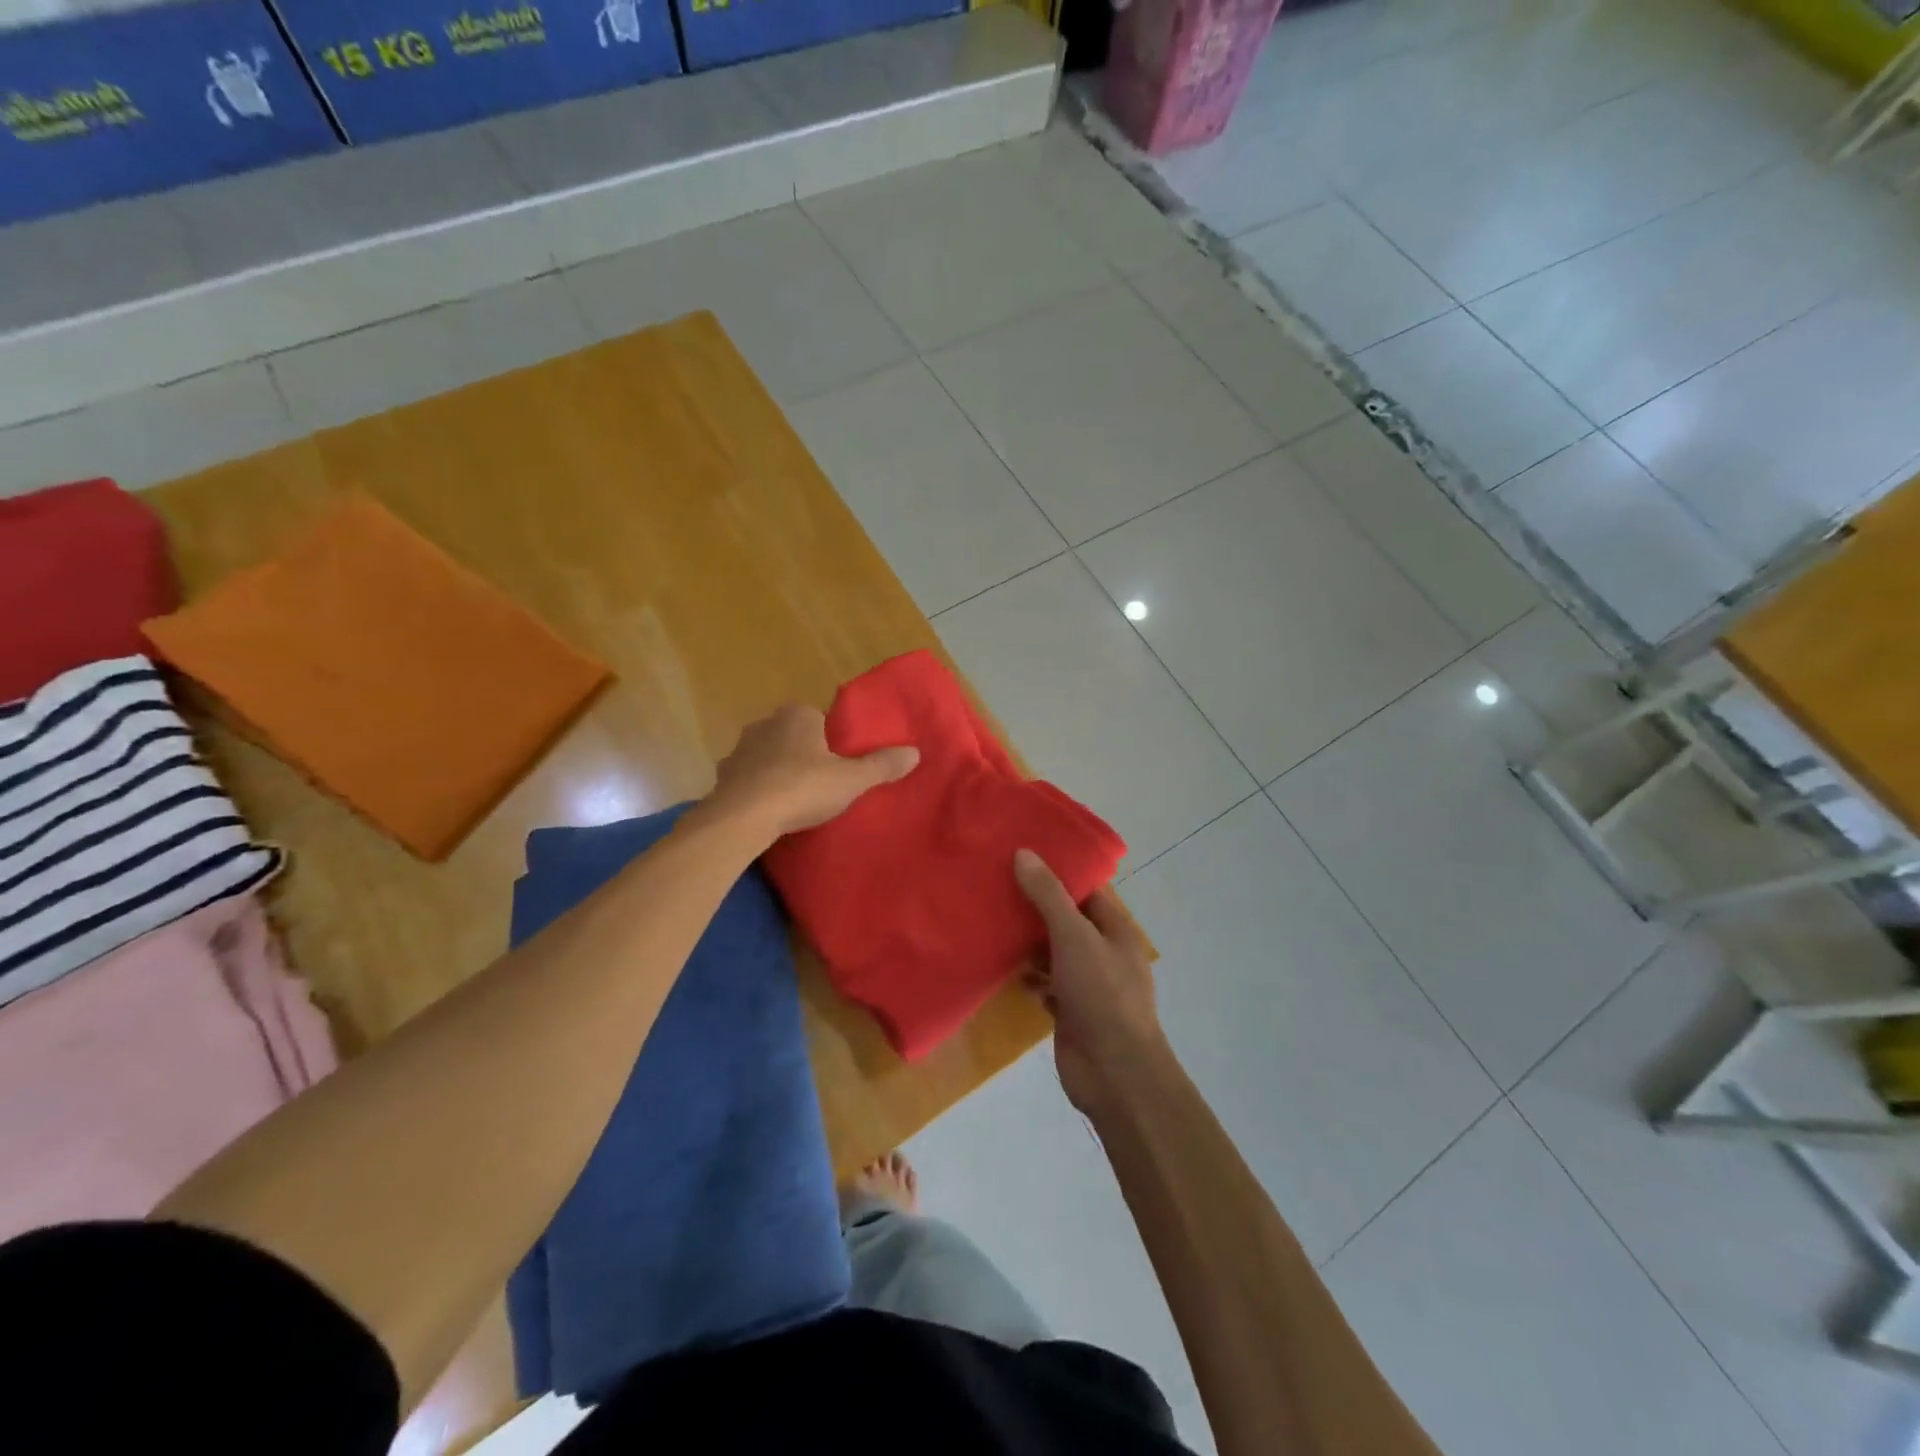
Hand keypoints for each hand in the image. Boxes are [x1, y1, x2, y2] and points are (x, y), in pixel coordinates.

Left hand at [706, 704, 917, 838]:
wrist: (743, 818)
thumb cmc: (802, 789)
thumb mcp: (851, 780)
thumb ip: (882, 765)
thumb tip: (915, 752)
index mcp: (797, 716)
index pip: (819, 718)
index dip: (831, 740)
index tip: (839, 764)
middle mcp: (765, 724)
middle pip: (792, 735)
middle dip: (804, 753)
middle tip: (821, 783)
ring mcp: (739, 749)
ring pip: (767, 755)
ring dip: (778, 770)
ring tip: (795, 799)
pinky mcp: (723, 777)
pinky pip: (748, 778)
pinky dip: (757, 789)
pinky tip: (769, 810)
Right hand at [1014, 849, 1167, 1116]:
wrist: (1114, 1072)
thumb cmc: (1101, 994)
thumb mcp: (1074, 936)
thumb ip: (1048, 895)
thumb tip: (1024, 853)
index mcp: (1115, 928)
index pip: (1088, 888)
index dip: (1059, 869)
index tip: (1024, 852)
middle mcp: (1103, 951)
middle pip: (1067, 918)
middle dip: (1037, 904)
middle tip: (997, 881)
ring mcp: (1088, 983)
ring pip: (1054, 951)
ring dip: (1029, 940)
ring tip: (991, 918)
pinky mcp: (1071, 1010)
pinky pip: (1046, 984)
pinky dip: (1029, 976)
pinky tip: (1003, 967)